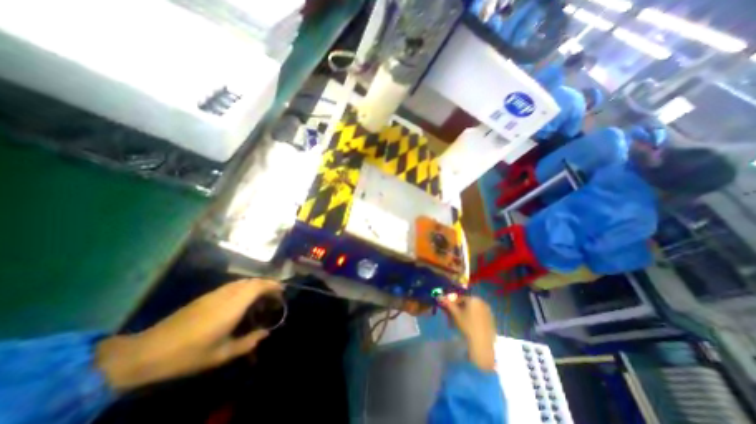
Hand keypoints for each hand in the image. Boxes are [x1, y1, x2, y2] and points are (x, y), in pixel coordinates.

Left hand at [96, 279, 281, 390]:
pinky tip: (243, 297)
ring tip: (263, 294)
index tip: (282, 290)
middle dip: (267, 283)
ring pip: (242, 281)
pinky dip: (244, 286)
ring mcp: (215, 293)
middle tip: (276, 292)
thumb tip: (265, 334)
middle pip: (252, 281)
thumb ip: (248, 343)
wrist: (147, 352)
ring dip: (256, 284)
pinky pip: (232, 285)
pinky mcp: (206, 296)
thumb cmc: (188, 354)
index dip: (272, 285)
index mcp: (233, 306)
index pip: (258, 286)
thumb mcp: (222, 354)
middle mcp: (226, 295)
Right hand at [441, 294, 500, 370]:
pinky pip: (479, 316)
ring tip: (459, 324)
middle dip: (459, 309)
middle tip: (452, 318)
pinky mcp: (491, 320)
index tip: (447, 310)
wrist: (483, 344)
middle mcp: (482, 302)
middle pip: (467, 304)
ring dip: (465, 314)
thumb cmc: (467, 325)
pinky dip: (473, 319)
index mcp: (474, 299)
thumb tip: (439, 296)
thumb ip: (448, 304)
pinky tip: (469, 327)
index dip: (452, 304)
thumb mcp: (455, 314)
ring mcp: (488, 311)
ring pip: (473, 310)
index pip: (460, 298)